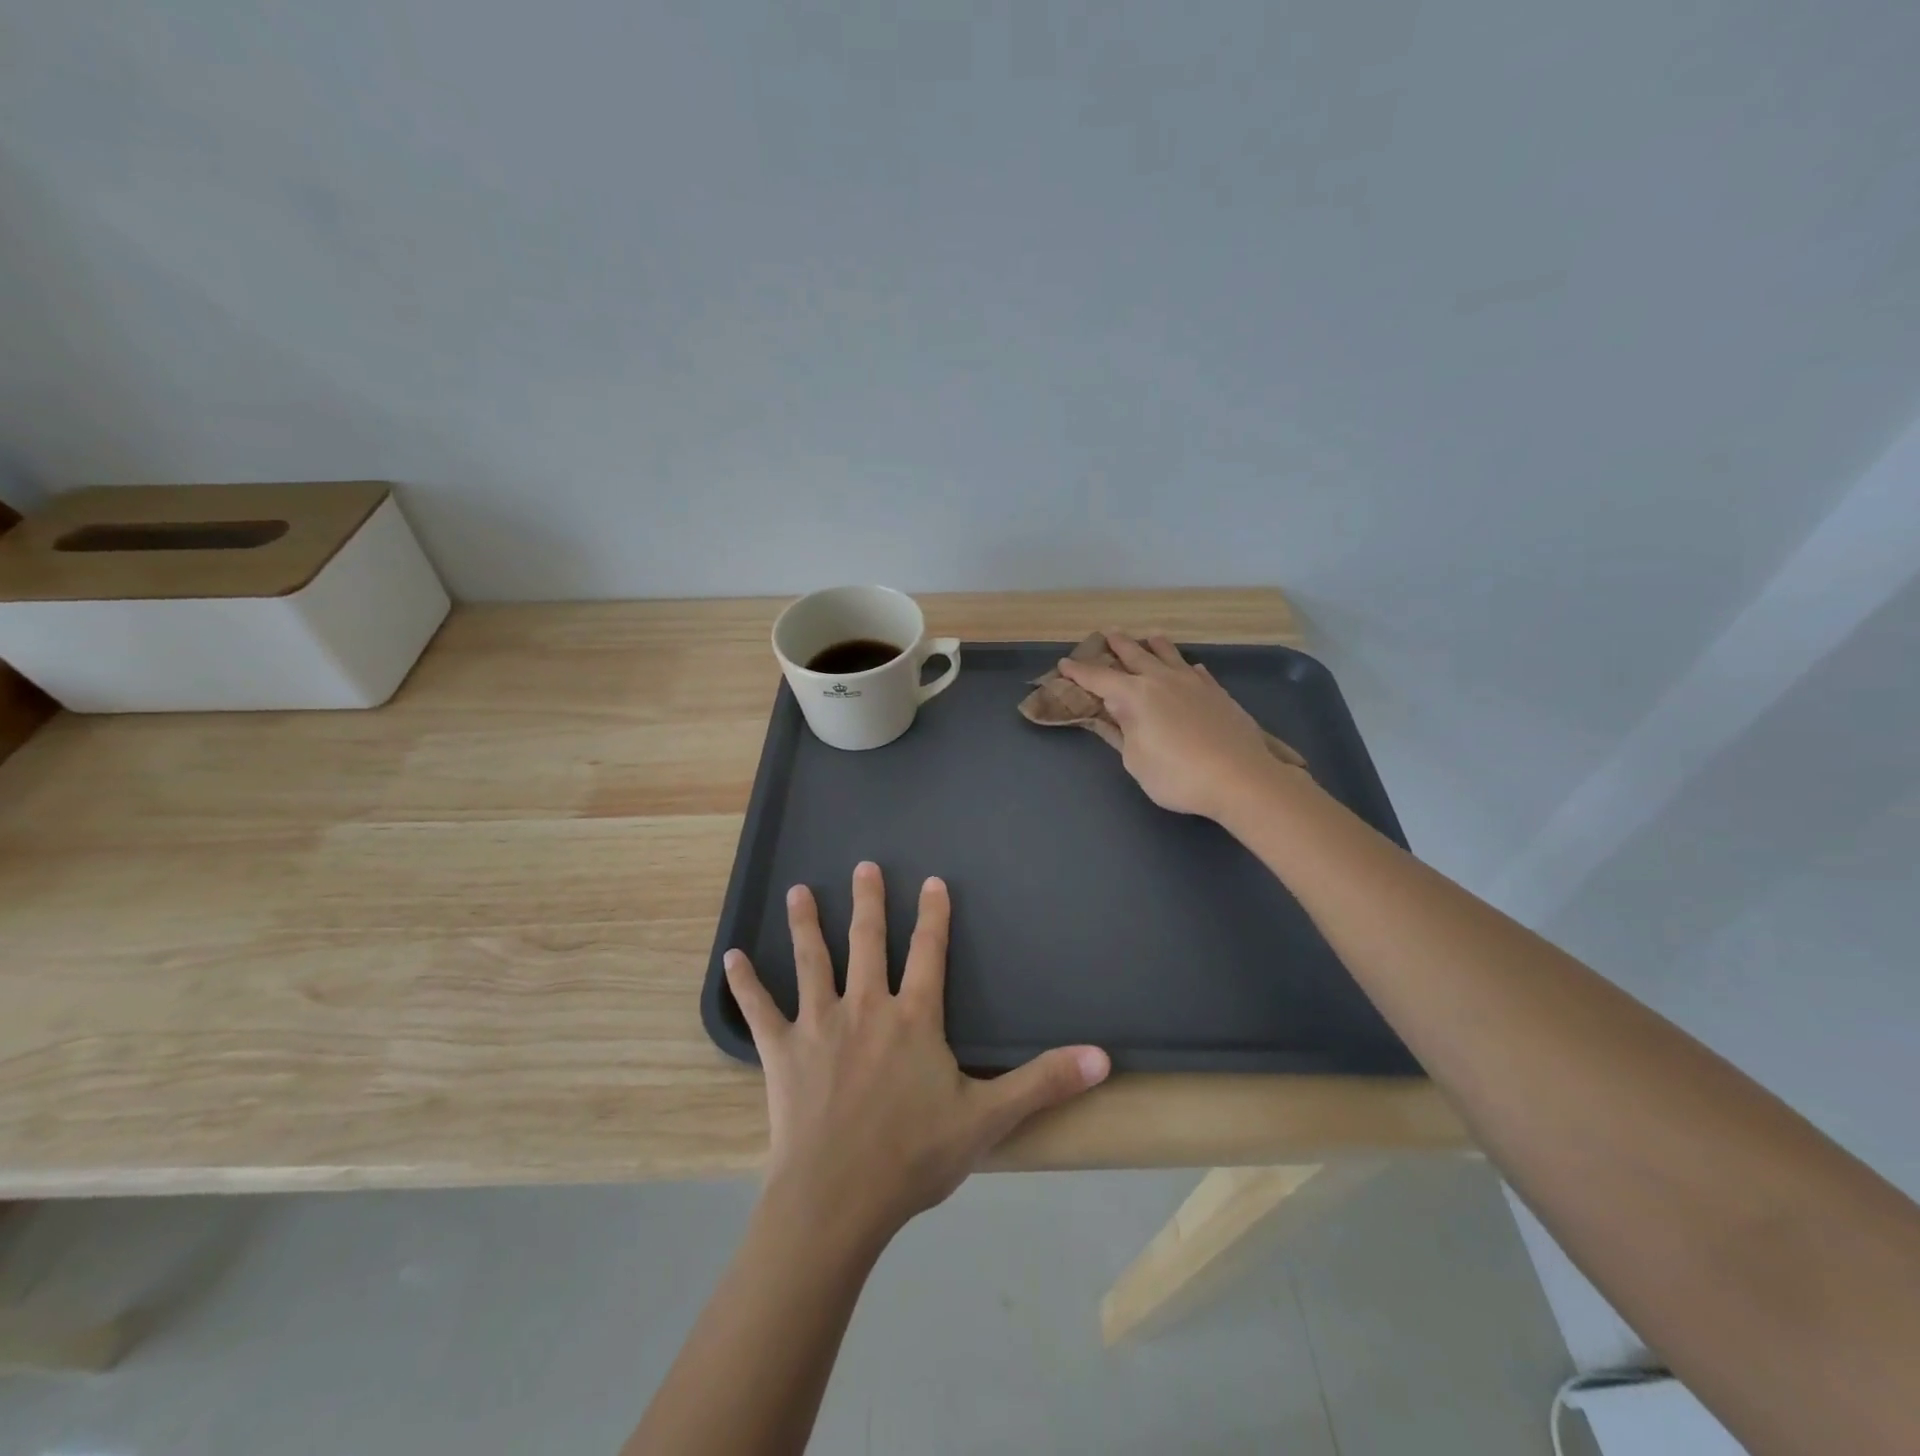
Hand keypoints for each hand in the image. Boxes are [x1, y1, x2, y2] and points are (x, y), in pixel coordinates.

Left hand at [724, 862, 1110, 1246]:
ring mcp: (819, 1024)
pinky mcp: (781, 1052)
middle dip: (867, 901)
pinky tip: (729, 957)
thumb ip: (1044, 1083)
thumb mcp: (988, 1120)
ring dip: (806, 924)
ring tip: (799, 891)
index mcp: (914, 1018)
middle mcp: (866, 1006)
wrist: (837, 1200)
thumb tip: (1104, 1057)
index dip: (933, 915)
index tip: (931, 881)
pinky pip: (758, 1009)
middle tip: (863, 865)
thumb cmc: (913, 1157)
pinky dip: (744, 983)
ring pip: (813, 961)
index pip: (929, 951)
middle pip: (867, 941)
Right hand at [1058, 631, 1299, 821]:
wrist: (1240, 777)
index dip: (1079, 672)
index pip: (1099, 678)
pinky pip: (1196, 671)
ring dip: (1154, 646)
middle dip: (1118, 645)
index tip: (1064, 664)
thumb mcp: (1135, 760)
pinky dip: (1186, 666)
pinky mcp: (1218, 693)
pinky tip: (1190, 668)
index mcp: (1134, 696)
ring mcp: (1193, 683)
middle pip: (1135, 655)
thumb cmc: (1177, 775)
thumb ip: (1122, 732)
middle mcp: (1162, 680)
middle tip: (1107, 634)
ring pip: (1169, 655)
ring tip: (1149, 637)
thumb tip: (1114, 711)